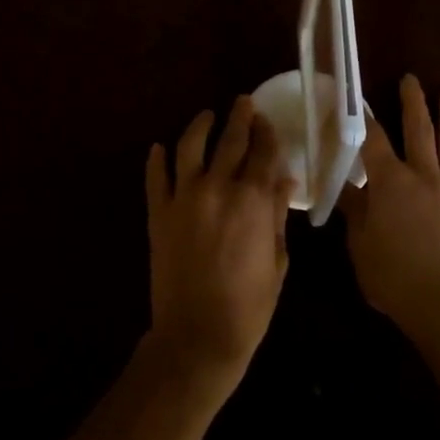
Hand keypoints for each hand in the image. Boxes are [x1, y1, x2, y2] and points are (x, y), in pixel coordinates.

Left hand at [144, 96, 295, 380]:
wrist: (198, 337)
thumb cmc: (250, 304)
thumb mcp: (277, 259)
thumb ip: (277, 214)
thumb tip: (284, 179)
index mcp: (252, 199)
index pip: (262, 151)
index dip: (266, 132)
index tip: (266, 119)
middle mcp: (217, 188)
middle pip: (230, 139)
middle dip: (239, 117)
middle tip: (242, 102)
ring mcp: (183, 198)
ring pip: (189, 147)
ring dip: (199, 126)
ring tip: (206, 117)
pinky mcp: (158, 214)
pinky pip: (155, 177)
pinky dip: (157, 160)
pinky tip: (159, 148)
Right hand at [342, 74, 439, 336]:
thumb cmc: (393, 276)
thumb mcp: (360, 244)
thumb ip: (354, 210)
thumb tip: (345, 185)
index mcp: (391, 182)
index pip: (374, 141)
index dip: (364, 119)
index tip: (357, 100)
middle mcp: (425, 178)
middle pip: (419, 132)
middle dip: (413, 104)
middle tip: (412, 79)